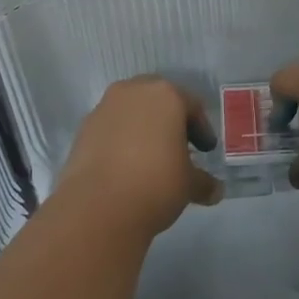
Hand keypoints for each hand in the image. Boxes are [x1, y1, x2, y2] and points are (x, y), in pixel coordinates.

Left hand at [56, 77, 222, 235]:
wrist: (98, 207)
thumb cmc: (156, 183)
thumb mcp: (189, 185)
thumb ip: (203, 182)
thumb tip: (215, 191)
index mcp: (166, 95)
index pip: (192, 106)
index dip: (202, 130)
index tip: (205, 151)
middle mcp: (133, 92)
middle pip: (159, 101)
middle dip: (170, 122)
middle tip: (179, 148)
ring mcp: (104, 108)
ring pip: (132, 112)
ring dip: (143, 129)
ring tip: (150, 159)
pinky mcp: (83, 129)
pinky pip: (111, 128)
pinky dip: (121, 141)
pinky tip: (126, 167)